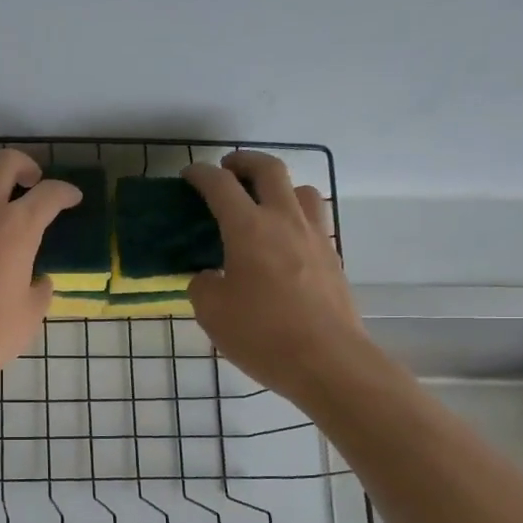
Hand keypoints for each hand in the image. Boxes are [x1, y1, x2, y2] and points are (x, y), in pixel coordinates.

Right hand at [185, 151, 368, 396]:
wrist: (328, 361)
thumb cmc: (262, 334)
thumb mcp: (212, 313)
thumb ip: (203, 286)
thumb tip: (210, 277)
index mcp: (248, 229)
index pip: (221, 186)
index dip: (201, 175)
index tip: (190, 173)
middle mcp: (284, 221)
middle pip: (269, 170)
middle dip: (245, 161)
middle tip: (228, 168)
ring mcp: (315, 237)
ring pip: (301, 190)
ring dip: (279, 186)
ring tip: (263, 203)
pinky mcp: (333, 258)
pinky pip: (315, 220)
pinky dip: (296, 216)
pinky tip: (284, 241)